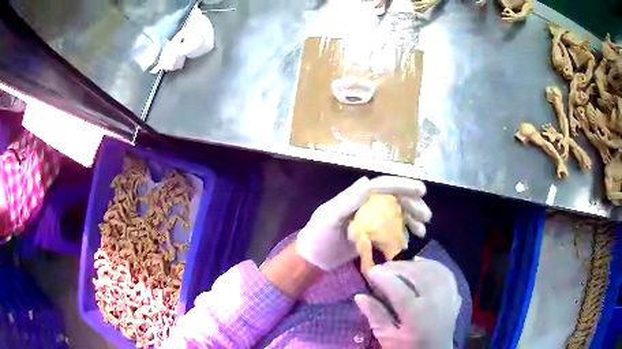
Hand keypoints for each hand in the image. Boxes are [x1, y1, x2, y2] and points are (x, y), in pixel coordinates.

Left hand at [296, 176, 430, 270]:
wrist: (312, 258)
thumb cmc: (318, 236)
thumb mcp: (329, 217)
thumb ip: (348, 200)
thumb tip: (368, 180)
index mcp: (357, 197)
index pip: (383, 186)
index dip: (402, 185)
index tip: (421, 191)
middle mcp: (366, 205)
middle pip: (394, 198)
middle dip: (412, 204)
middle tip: (427, 216)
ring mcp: (370, 219)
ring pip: (396, 213)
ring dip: (412, 218)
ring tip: (422, 230)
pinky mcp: (372, 234)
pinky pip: (392, 229)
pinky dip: (404, 232)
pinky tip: (412, 238)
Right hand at [355, 258, 460, 348]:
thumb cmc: (408, 348)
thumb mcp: (387, 337)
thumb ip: (376, 316)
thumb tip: (360, 296)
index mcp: (416, 314)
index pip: (398, 289)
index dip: (383, 277)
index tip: (371, 271)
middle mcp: (435, 301)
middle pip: (417, 274)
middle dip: (398, 267)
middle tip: (383, 267)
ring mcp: (448, 297)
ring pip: (433, 270)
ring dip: (415, 264)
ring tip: (401, 265)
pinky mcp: (455, 296)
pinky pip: (447, 274)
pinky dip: (434, 265)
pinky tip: (423, 265)